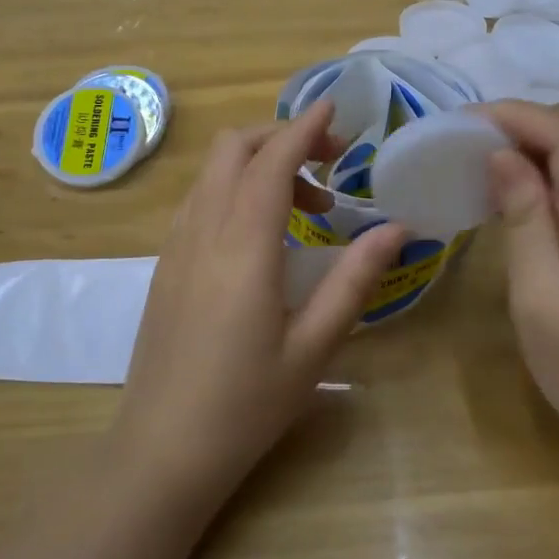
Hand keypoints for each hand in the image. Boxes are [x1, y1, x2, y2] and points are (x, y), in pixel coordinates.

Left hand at [112, 100, 406, 497]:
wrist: (160, 450)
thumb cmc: (245, 404)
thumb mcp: (313, 347)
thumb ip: (355, 280)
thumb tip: (398, 229)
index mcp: (243, 246)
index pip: (271, 160)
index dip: (304, 127)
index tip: (335, 109)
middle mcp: (202, 231)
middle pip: (234, 148)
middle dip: (282, 136)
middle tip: (330, 164)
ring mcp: (176, 246)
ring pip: (213, 171)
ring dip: (258, 163)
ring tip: (307, 206)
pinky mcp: (165, 264)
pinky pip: (200, 200)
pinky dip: (235, 188)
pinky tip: (263, 233)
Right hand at [480, 101, 558, 453]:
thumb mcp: (540, 303)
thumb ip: (526, 223)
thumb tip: (502, 156)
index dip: (519, 116)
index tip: (464, 121)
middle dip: (524, 120)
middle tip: (466, 135)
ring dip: (537, 139)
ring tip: (482, 151)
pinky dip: (551, 164)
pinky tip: (517, 184)